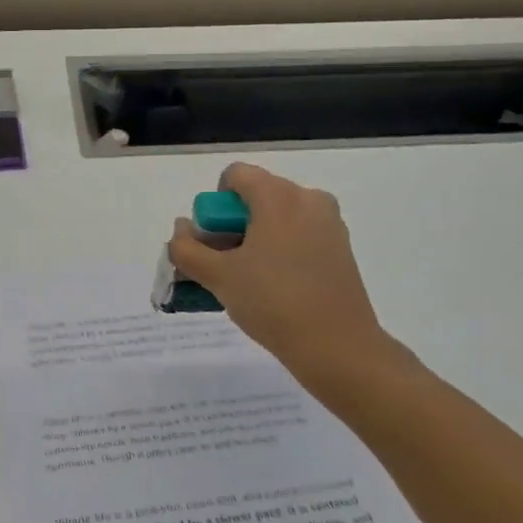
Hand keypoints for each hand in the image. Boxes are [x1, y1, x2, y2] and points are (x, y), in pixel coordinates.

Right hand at [167, 164, 412, 392]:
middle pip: (257, 196)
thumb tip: (181, 230)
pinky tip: (276, 288)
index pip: (235, 176)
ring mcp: (329, 223)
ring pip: (279, 217)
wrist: (337, 346)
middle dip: (233, 225)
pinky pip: (300, 235)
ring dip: (256, 239)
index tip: (214, 242)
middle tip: (226, 265)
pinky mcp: (341, 248)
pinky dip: (281, 251)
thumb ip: (187, 249)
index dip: (214, 206)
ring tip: (249, 280)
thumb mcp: (218, 276)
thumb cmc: (273, 302)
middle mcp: (308, 198)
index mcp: (278, 195)